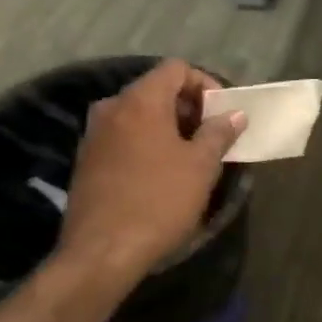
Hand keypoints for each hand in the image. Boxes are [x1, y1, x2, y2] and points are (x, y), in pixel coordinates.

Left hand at [59, 59, 246, 277]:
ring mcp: (94, 134)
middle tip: (211, 136)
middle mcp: (112, 107)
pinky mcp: (86, 160)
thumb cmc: (158, 201)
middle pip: (155, 89)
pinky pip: (123, 136)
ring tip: (189, 157)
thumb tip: (234, 114)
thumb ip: (219, 133)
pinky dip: (145, 143)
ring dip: (167, 127)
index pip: (176, 68)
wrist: (101, 252)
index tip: (222, 114)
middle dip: (187, 107)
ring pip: (138, 114)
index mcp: (140, 100)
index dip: (205, 84)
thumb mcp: (200, 167)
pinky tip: (160, 173)